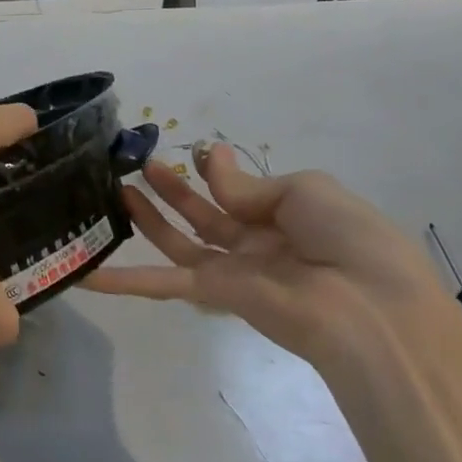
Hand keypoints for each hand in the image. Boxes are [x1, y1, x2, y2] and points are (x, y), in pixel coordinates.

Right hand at [82, 142, 443, 363]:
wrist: (371, 310)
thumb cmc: (348, 237)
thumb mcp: (305, 190)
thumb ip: (246, 183)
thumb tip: (208, 163)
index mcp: (288, 217)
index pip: (241, 192)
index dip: (214, 171)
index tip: (192, 151)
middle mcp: (259, 244)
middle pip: (204, 214)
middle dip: (174, 189)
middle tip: (140, 165)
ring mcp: (236, 272)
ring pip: (180, 242)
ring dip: (149, 218)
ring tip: (116, 189)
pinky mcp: (216, 295)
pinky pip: (165, 282)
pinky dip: (126, 281)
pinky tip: (89, 272)